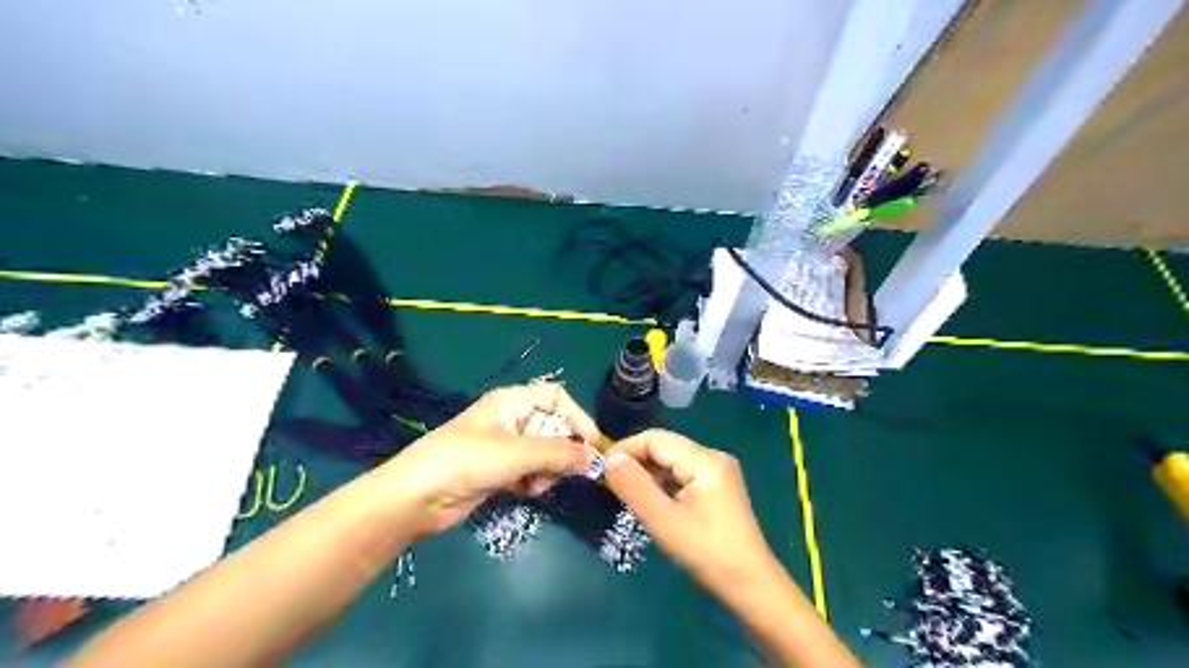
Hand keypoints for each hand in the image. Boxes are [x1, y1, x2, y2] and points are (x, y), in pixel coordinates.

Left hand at [381, 383, 599, 533]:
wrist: (417, 497)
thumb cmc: (466, 461)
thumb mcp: (516, 453)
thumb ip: (559, 453)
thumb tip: (594, 458)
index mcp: (512, 402)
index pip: (557, 397)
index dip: (577, 417)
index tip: (592, 445)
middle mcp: (511, 420)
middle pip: (553, 427)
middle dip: (562, 450)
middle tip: (565, 471)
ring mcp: (505, 447)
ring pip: (544, 453)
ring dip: (548, 470)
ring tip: (536, 484)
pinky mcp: (499, 471)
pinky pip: (530, 472)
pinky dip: (532, 482)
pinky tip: (523, 492)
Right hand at [605, 429, 782, 589]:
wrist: (751, 586)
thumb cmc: (707, 553)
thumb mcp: (664, 521)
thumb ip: (635, 486)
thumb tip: (610, 458)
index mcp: (704, 460)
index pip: (656, 439)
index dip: (626, 448)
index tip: (601, 467)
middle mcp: (713, 457)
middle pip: (665, 447)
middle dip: (636, 461)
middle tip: (610, 482)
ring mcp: (718, 472)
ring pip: (672, 461)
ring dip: (648, 473)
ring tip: (625, 493)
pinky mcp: (718, 487)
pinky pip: (683, 475)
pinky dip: (663, 484)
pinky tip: (650, 501)